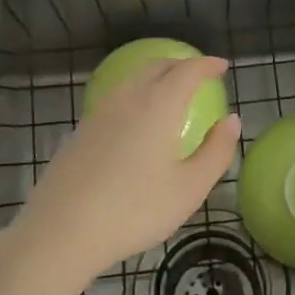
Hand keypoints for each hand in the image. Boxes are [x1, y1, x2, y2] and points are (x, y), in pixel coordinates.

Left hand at [15, 56, 241, 285]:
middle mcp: (128, 98)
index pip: (187, 70)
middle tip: (198, 76)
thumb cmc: (134, 210)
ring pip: (133, 80)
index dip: (207, 65)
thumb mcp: (188, 189)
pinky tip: (137, 121)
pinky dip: (136, 95)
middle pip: (157, 66)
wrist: (62, 230)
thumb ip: (216, 152)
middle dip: (181, 65)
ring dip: (156, 77)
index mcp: (158, 105)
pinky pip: (116, 98)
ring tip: (170, 93)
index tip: (222, 66)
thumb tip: (232, 121)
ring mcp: (100, 112)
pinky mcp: (81, 130)